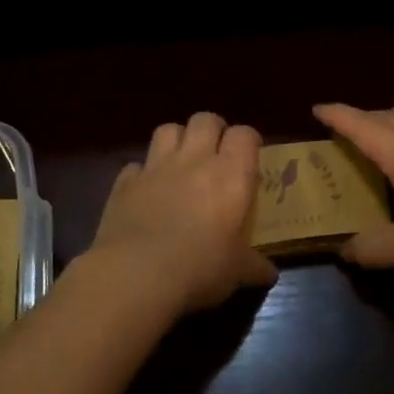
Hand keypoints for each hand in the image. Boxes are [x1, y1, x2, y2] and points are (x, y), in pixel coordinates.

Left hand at [85, 112, 276, 313]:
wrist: (137, 273)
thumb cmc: (200, 268)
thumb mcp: (236, 271)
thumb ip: (254, 266)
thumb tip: (269, 273)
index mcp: (230, 175)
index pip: (244, 135)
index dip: (248, 141)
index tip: (250, 157)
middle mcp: (194, 160)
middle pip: (205, 119)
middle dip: (213, 130)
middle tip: (216, 153)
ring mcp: (155, 167)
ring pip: (168, 129)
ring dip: (177, 140)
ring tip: (181, 162)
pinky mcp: (125, 182)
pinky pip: (136, 165)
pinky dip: (142, 173)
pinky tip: (146, 191)